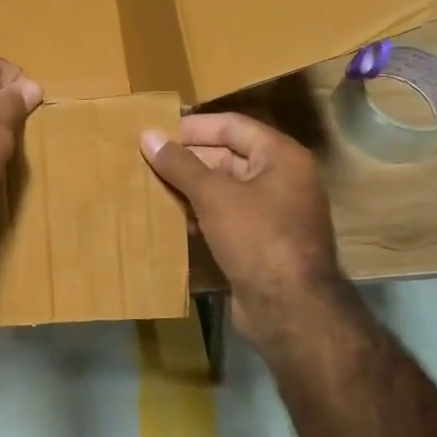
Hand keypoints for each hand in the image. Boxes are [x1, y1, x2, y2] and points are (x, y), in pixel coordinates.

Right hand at [140, 112, 350, 346]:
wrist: (290, 310)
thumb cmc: (256, 237)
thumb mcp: (213, 195)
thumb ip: (179, 164)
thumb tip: (147, 135)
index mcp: (281, 156)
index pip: (232, 126)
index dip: (194, 127)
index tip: (157, 131)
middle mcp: (282, 178)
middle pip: (228, 155)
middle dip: (188, 159)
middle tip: (147, 160)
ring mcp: (274, 212)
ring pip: (225, 188)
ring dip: (191, 188)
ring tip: (151, 186)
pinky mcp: (262, 241)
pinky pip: (227, 216)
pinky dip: (202, 213)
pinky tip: (172, 218)